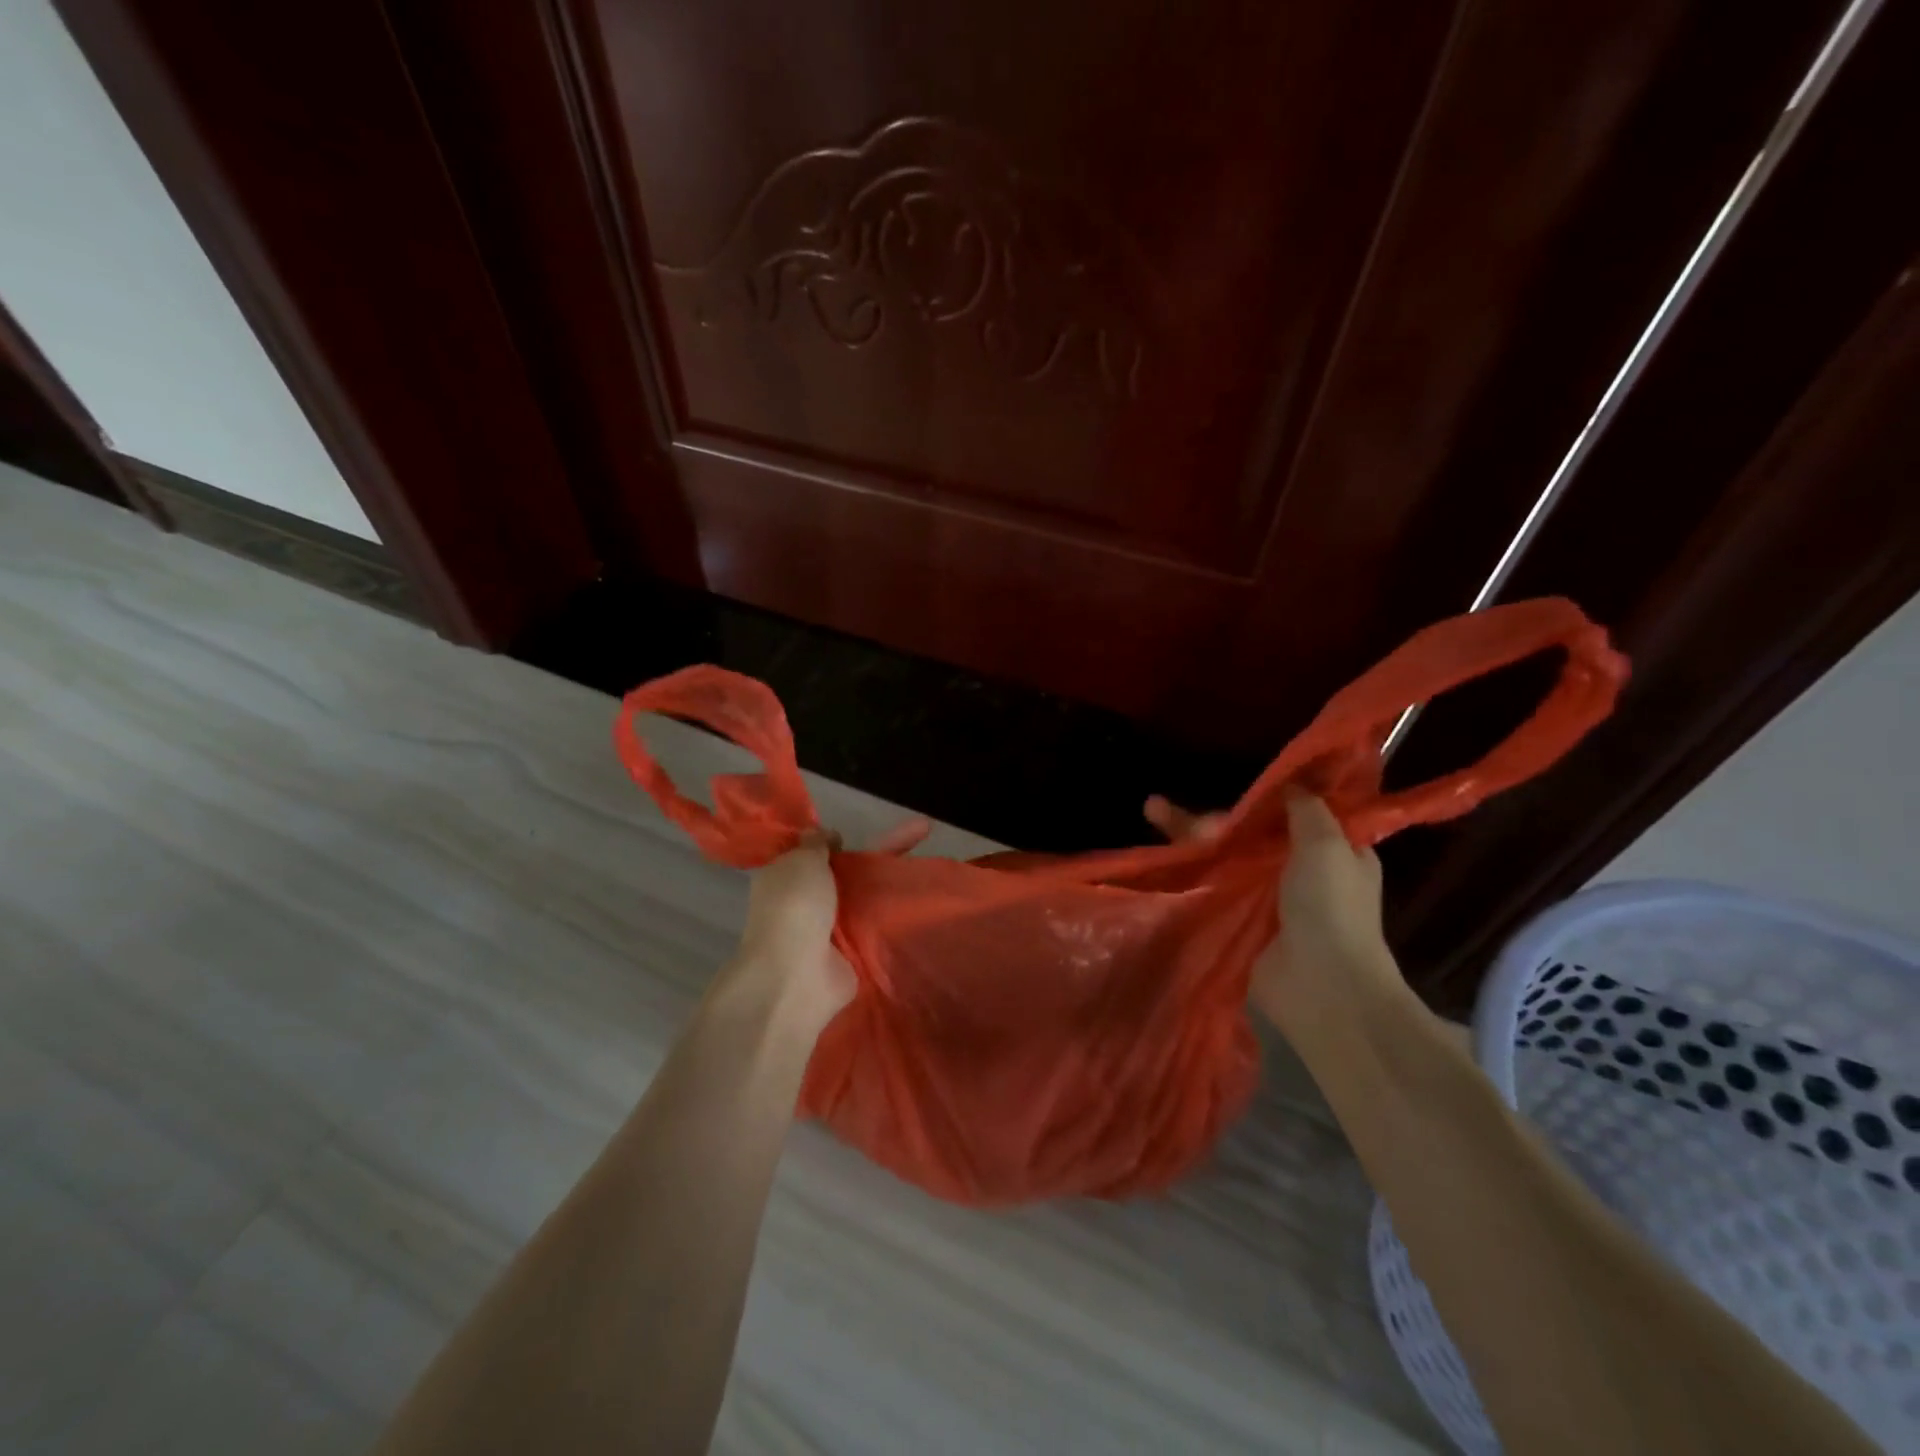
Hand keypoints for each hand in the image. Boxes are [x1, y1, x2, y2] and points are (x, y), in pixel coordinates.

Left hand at [719, 817, 930, 1037]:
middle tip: (923, 829)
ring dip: (895, 879)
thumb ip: (815, 844)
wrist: (797, 978)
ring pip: (868, 893)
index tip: (853, 832)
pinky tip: (928, 896)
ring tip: (932, 861)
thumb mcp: (801, 861)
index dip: (833, 838)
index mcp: (788, 874)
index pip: (813, 850)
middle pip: (850, 868)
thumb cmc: (794, 908)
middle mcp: (809, 898)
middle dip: (884, 849)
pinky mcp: (855, 949)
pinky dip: (899, 910)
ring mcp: (833, 925)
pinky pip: (879, 922)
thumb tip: (823, 836)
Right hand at [1144, 790, 1397, 1030]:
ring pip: (1223, 855)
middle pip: (1248, 833)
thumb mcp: (1329, 845)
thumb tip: (1292, 783)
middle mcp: (1297, 869)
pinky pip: (1211, 885)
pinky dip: (1187, 868)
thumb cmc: (1332, 908)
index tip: (1238, 786)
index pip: (1291, 813)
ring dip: (1190, 835)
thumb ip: (1307, 809)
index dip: (1263, 797)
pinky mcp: (1237, 918)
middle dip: (1215, 821)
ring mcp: (1264, 896)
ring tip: (1153, 809)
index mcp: (1331, 850)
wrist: (1320, 986)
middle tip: (1184, 815)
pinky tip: (1158, 851)